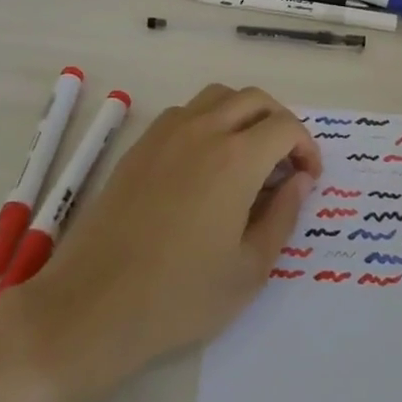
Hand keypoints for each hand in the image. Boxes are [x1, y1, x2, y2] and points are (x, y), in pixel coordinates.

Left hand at [7, 85, 319, 401]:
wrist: (94, 305)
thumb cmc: (180, 296)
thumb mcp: (249, 269)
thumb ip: (283, 216)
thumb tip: (298, 180)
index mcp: (236, 158)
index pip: (285, 126)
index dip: (306, 147)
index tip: (308, 179)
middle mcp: (203, 131)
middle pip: (254, 99)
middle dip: (280, 123)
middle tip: (283, 165)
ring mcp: (166, 133)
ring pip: (217, 96)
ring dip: (243, 114)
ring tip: (247, 156)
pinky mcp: (140, 145)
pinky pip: (184, 112)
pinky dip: (208, 121)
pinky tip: (204, 164)